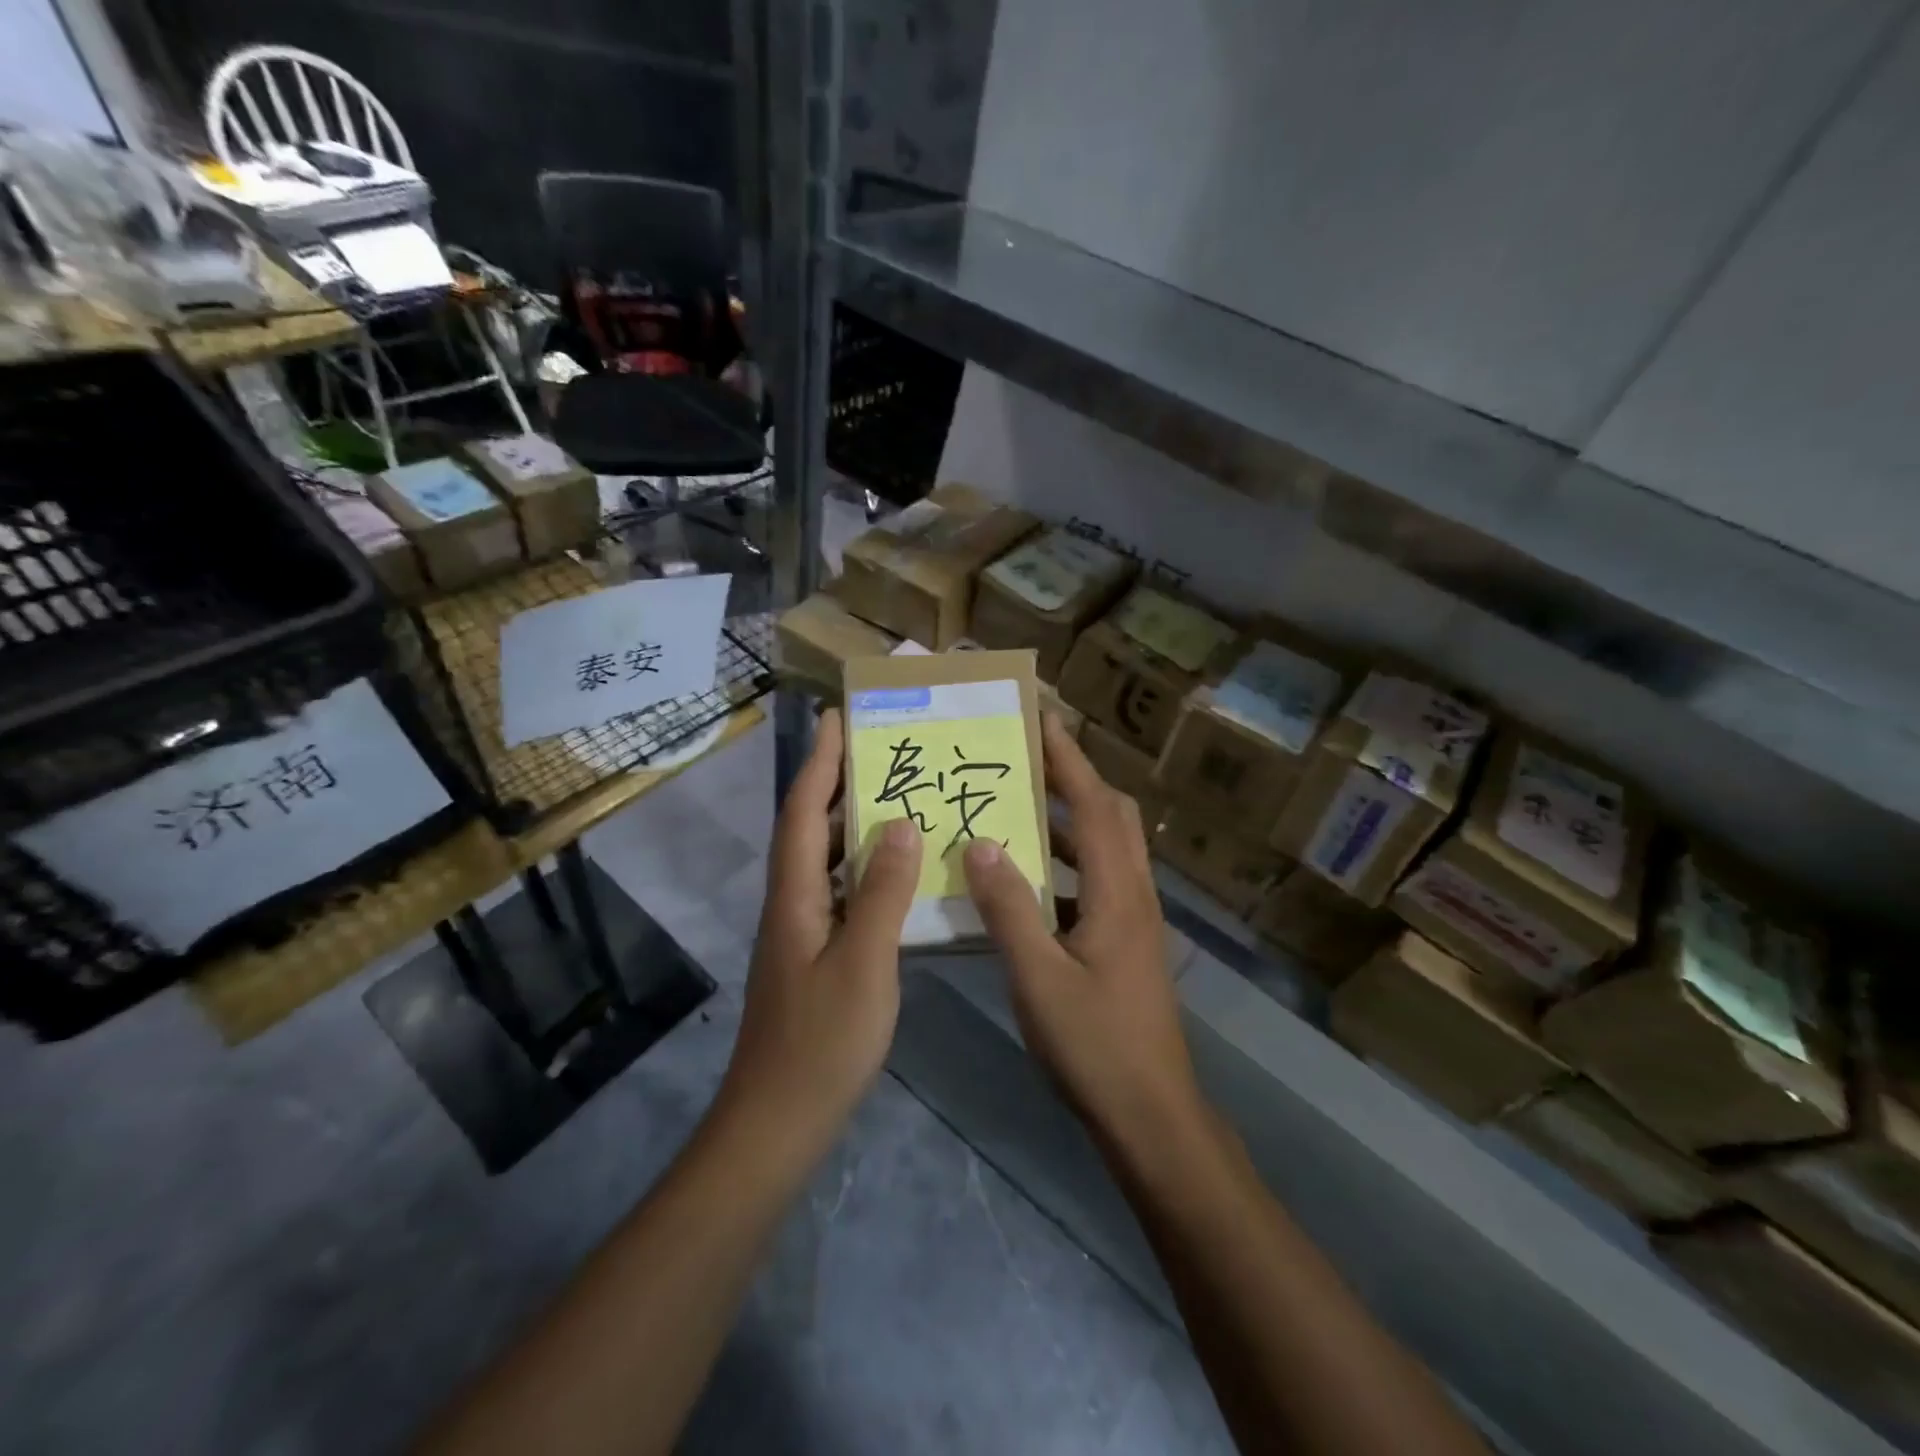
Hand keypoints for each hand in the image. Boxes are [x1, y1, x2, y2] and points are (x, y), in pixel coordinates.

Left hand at [721, 709, 923, 1143]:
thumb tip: (898, 823)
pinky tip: (900, 875)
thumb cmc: (821, 1044)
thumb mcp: (864, 963)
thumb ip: (883, 892)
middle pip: (809, 829)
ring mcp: (802, 933)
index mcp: (796, 897)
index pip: (802, 812)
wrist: (777, 1123)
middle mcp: (792, 904)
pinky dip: (866, 871)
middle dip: (836, 782)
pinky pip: (842, 894)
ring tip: (897, 798)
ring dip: (852, 825)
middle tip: (880, 750)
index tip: (837, 717)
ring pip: (825, 862)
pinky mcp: (815, 958)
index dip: (819, 761)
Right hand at [962, 715, 1203, 1152]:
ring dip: (1069, 821)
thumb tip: (982, 842)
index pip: (1092, 805)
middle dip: (1073, 779)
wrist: (1151, 1115)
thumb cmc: (1095, 1045)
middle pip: (1111, 815)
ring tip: (1018, 810)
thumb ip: (1008, 908)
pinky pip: (1097, 881)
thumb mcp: (1038, 977)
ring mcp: (1135, 920)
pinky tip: (1028, 882)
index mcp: (1117, 892)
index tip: (1041, 719)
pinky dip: (1067, 864)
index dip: (1067, 759)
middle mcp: (1134, 894)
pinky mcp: (1127, 944)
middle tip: (1026, 760)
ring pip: (1106, 848)